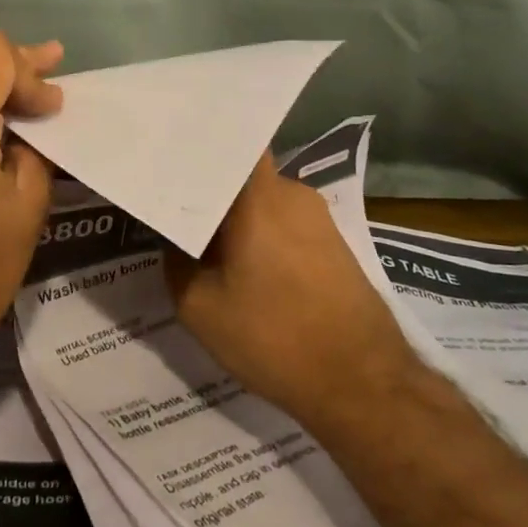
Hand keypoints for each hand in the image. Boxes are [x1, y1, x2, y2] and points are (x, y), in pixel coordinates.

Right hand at [167, 153, 419, 427]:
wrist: (363, 384)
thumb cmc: (274, 338)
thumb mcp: (200, 307)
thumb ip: (176, 260)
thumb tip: (176, 237)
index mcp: (259, 195)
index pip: (228, 142)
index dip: (196, 144)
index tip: (164, 154)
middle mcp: (292, 192)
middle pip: (240, 174)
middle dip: (207, 189)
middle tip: (173, 209)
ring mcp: (318, 217)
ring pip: (261, 201)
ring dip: (234, 218)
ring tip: (203, 245)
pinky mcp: (333, 243)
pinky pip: (283, 223)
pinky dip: (259, 236)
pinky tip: (243, 269)